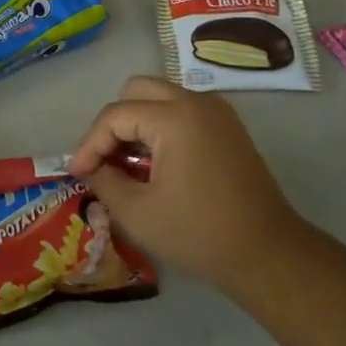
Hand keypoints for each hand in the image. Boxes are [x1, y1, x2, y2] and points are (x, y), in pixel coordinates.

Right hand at [67, 76, 301, 292]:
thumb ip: (104, 182)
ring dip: (137, 123)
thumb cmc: (198, 233)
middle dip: (113, 123)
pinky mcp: (228, 127)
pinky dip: (161, 127)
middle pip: (137, 90)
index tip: (77, 173)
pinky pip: (182, 111)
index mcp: (174, 117)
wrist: (268, 254)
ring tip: (128, 164)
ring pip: (160, 97)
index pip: (115, 115)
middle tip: (104, 160)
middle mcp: (196, 102)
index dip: (90, 144)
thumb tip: (91, 169)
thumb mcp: (137, 213)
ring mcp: (217, 112)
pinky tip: (156, 164)